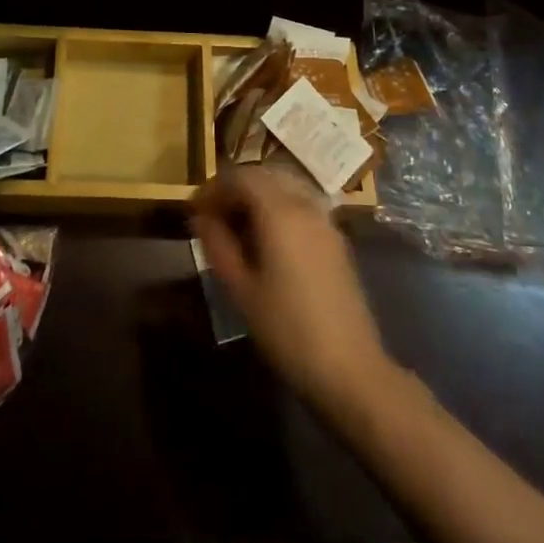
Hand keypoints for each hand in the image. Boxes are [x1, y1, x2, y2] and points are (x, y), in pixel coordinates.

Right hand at [192, 166, 392, 415]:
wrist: (349, 367)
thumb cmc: (287, 329)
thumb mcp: (241, 289)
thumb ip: (218, 245)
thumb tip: (200, 217)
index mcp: (279, 211)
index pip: (240, 176)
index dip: (213, 187)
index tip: (194, 210)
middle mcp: (305, 205)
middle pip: (264, 176)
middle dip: (235, 189)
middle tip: (212, 217)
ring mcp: (325, 220)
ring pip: (284, 188)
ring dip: (257, 197)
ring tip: (237, 228)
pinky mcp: (336, 239)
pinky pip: (301, 205)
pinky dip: (278, 208)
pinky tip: (267, 241)